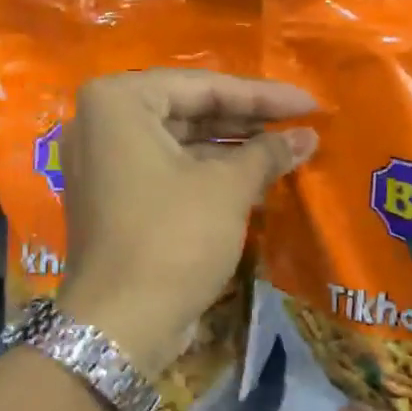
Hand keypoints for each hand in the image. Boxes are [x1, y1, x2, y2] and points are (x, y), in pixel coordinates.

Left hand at [55, 69, 317, 374]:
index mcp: (118, 101)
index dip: (262, 96)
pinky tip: (254, 176)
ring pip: (179, 141)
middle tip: (301, 124)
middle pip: (189, 110)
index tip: (310, 104)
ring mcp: (103, 161)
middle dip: (247, 120)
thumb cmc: (173, 238)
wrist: (120, 323)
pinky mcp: (112, 195)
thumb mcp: (227, 188)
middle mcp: (101, 122)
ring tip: (287, 149)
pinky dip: (206, 171)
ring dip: (232, 147)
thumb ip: (267, 152)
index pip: (203, 87)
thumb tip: (307, 136)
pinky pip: (166, 168)